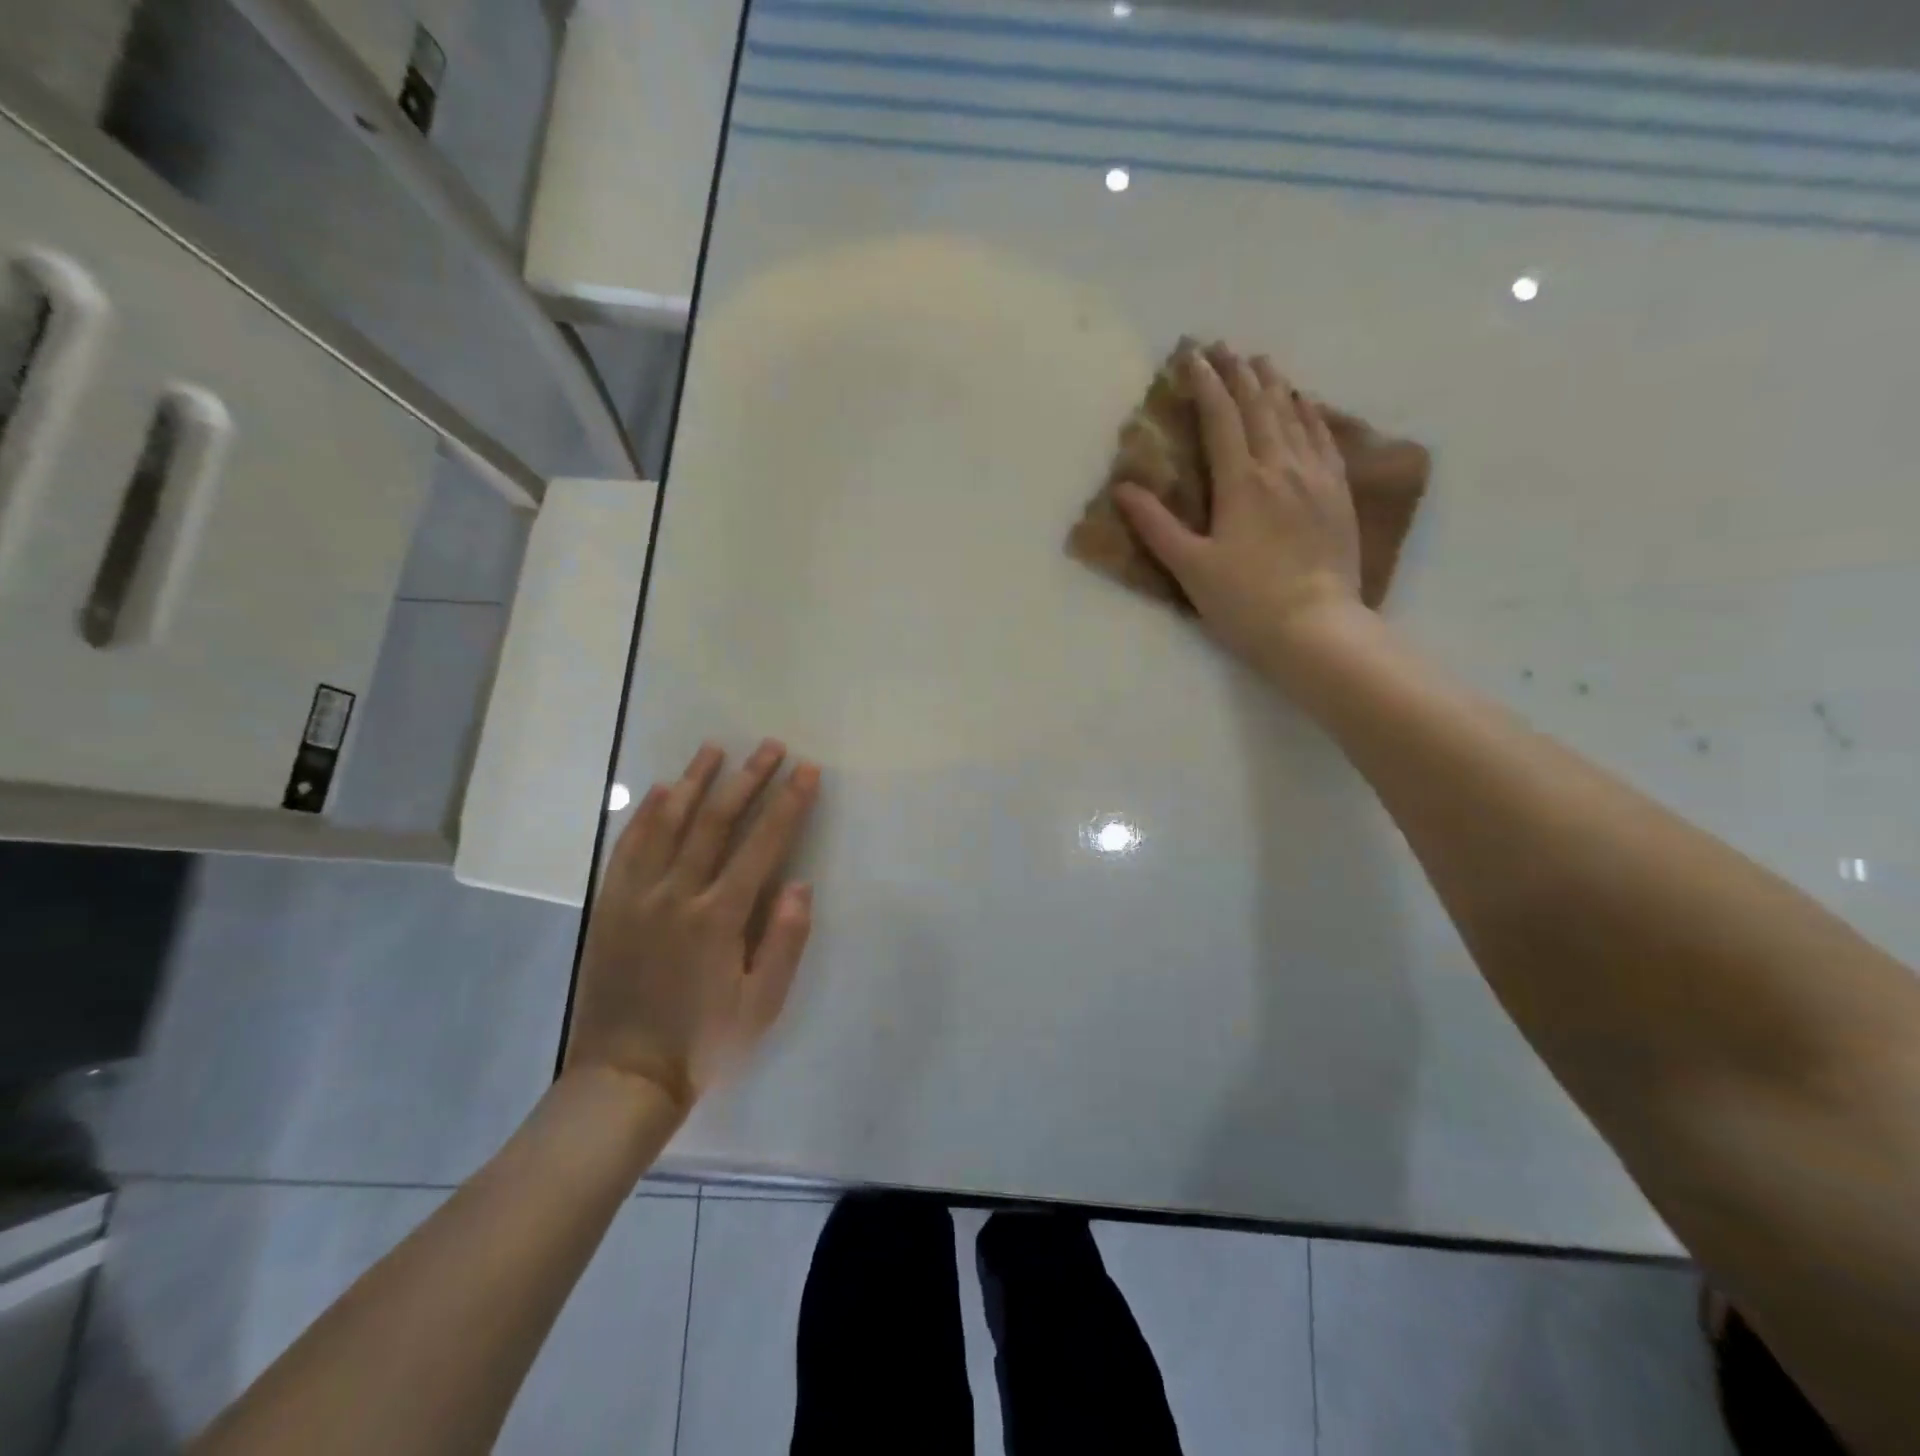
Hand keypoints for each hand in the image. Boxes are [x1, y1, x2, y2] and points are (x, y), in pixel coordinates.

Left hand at [566, 740, 821, 1117]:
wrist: (624, 1078)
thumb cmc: (703, 1043)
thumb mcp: (760, 1004)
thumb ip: (784, 941)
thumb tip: (799, 883)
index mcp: (720, 917)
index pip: (763, 844)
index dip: (789, 803)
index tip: (807, 770)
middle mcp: (678, 894)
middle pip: (717, 821)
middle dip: (748, 778)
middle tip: (770, 746)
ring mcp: (638, 897)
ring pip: (668, 823)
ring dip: (695, 781)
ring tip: (714, 748)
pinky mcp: (609, 906)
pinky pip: (628, 848)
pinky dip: (646, 814)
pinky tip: (661, 791)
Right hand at [1117, 343, 1363, 683]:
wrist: (1315, 627)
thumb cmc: (1244, 602)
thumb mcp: (1190, 567)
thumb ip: (1156, 525)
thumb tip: (1124, 488)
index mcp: (1241, 482)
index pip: (1221, 419)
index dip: (1205, 384)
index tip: (1191, 356)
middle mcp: (1281, 467)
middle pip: (1260, 406)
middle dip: (1238, 374)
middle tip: (1223, 348)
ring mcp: (1316, 477)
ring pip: (1295, 415)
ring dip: (1275, 385)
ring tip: (1261, 363)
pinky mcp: (1338, 493)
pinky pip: (1324, 437)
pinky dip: (1311, 412)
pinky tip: (1305, 402)